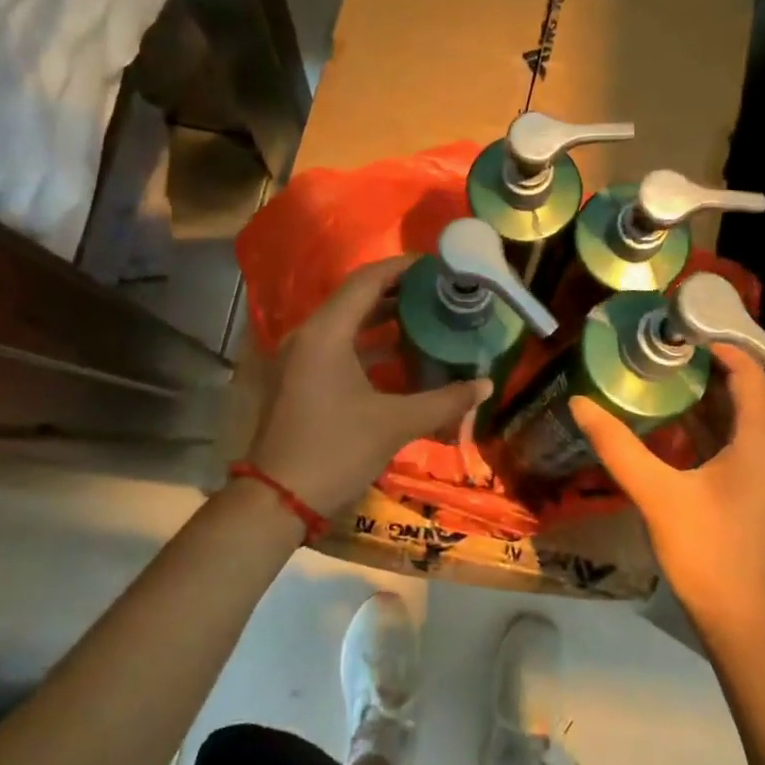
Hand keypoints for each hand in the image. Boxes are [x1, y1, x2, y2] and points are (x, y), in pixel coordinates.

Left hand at [248, 257, 490, 515]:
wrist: (278, 500)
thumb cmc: (336, 450)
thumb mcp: (395, 423)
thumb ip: (444, 401)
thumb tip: (486, 385)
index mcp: (326, 333)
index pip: (366, 281)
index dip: (402, 268)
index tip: (436, 265)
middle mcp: (308, 335)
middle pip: (356, 299)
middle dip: (398, 293)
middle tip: (439, 291)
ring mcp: (300, 358)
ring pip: (347, 324)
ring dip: (384, 320)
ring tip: (428, 317)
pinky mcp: (300, 379)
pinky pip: (338, 347)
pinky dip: (369, 346)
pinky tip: (402, 356)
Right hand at [570, 345, 764, 633]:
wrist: (744, 621)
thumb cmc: (709, 552)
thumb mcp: (657, 494)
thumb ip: (618, 446)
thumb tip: (579, 403)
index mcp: (762, 440)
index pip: (747, 370)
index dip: (716, 342)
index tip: (674, 326)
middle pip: (741, 389)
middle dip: (700, 365)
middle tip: (653, 345)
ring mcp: (764, 469)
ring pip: (734, 416)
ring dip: (699, 394)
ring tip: (653, 372)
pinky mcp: (752, 487)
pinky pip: (730, 439)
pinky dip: (702, 423)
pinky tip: (664, 420)